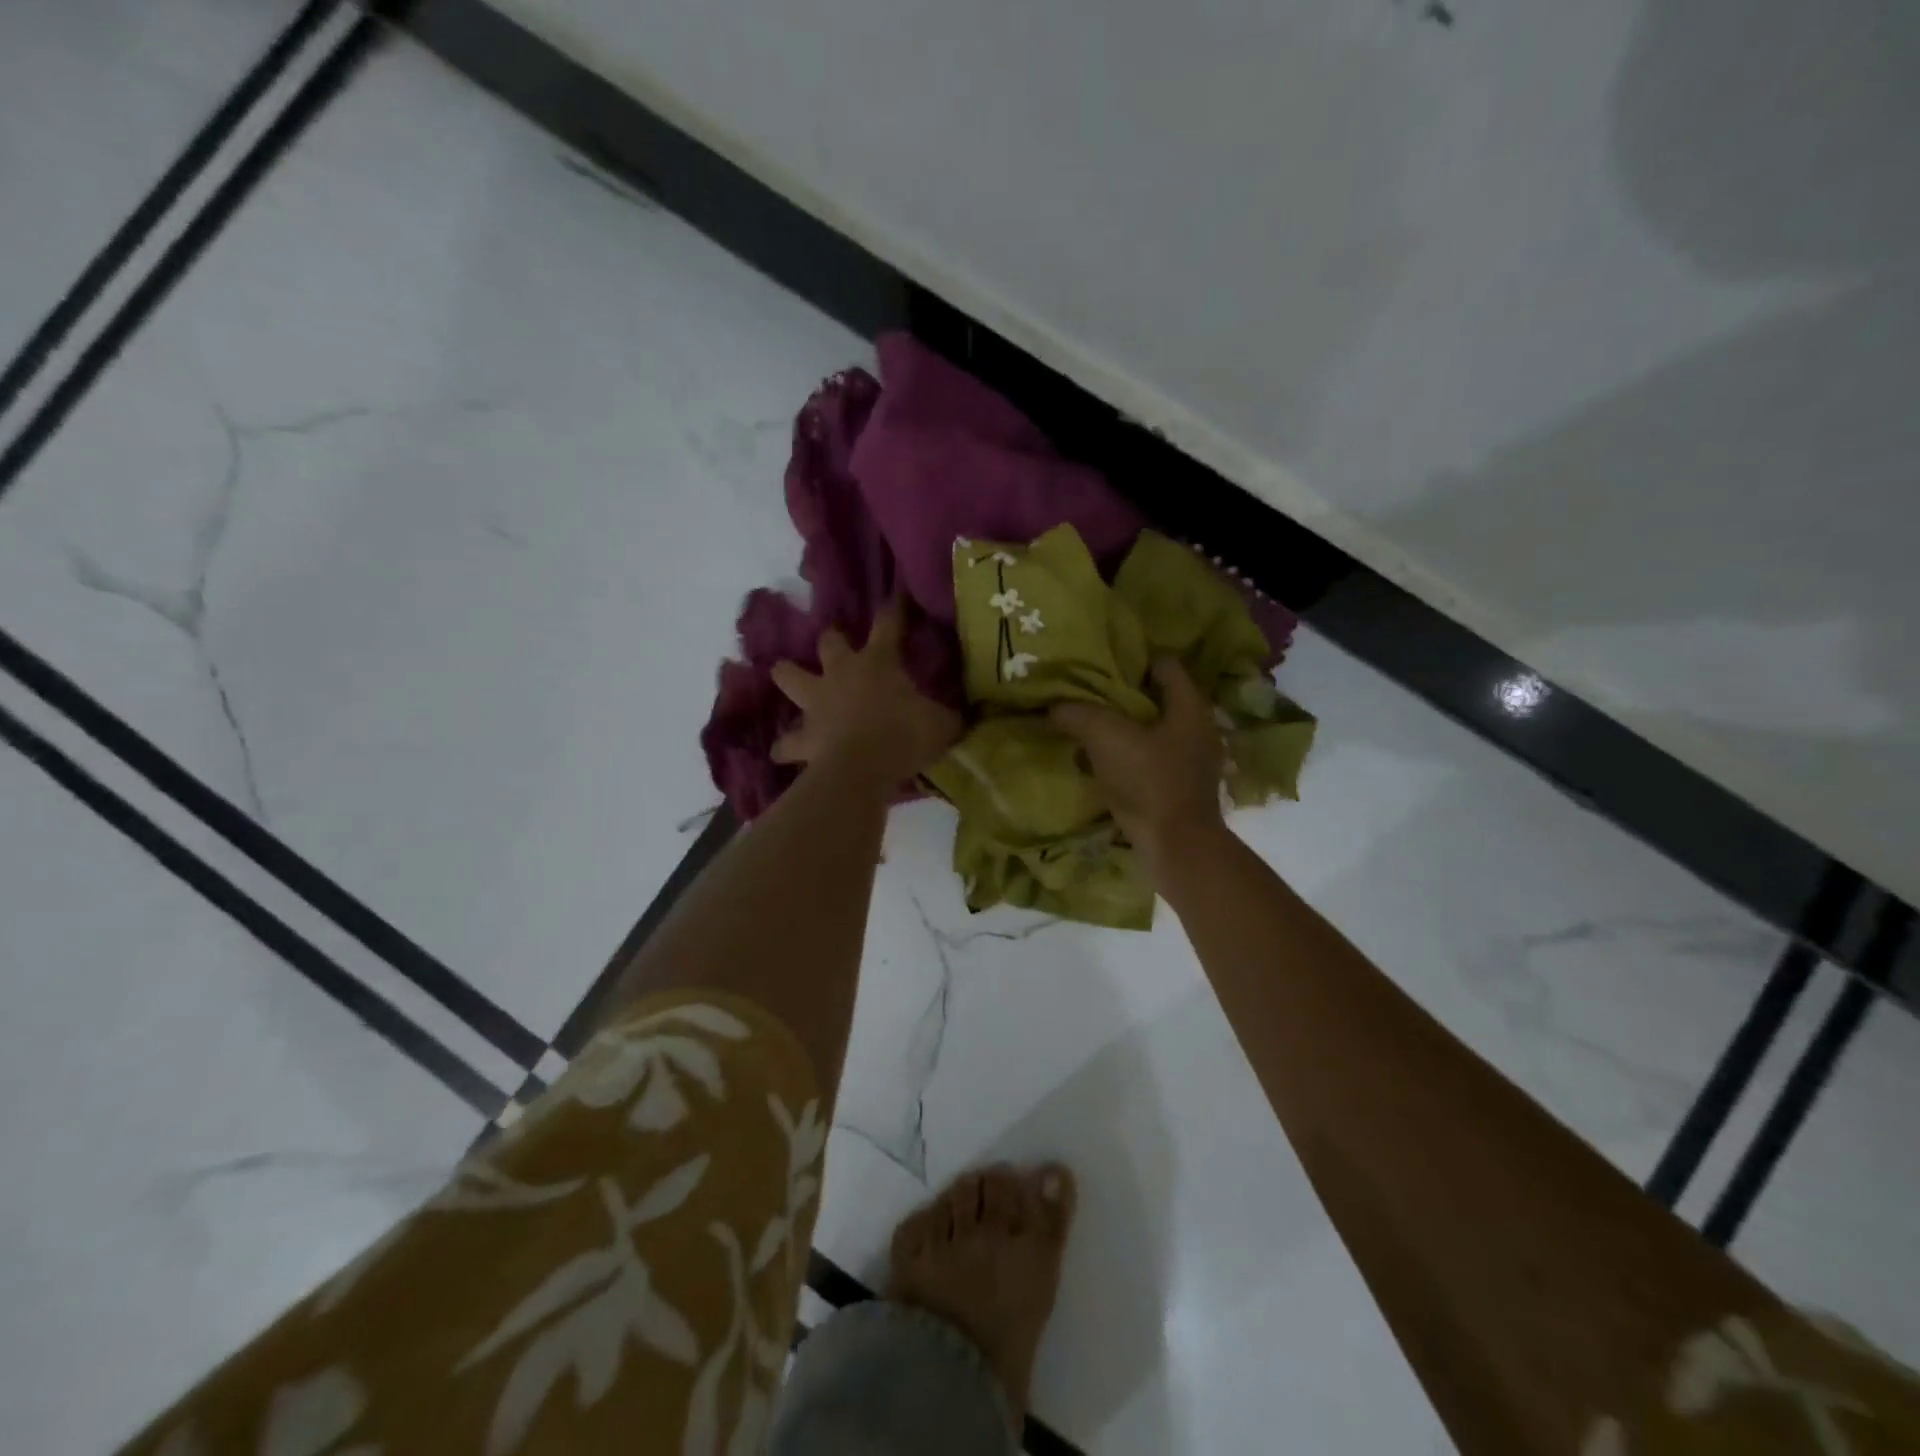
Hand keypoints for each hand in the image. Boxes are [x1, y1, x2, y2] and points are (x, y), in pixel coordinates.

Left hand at [771, 601, 961, 789]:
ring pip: (790, 677)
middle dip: (832, 639)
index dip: (894, 610)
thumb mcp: (942, 724)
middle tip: (835, 641)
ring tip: (783, 673)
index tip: (896, 597)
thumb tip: (966, 713)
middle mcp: (842, 673)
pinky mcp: (803, 737)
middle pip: (829, 642)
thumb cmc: (904, 735)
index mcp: (878, 662)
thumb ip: (949, 715)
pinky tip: (781, 754)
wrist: (862, 768)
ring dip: (787, 675)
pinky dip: (785, 747)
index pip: (888, 625)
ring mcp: (817, 703)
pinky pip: (787, 743)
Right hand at [1050, 658, 1225, 870]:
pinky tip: (1101, 763)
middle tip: (1088, 694)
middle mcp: (1198, 728)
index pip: (1165, 664)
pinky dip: (1128, 757)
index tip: (1101, 663)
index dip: (1133, 659)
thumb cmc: (1149, 782)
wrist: (1178, 848)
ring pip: (1153, 731)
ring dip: (1124, 729)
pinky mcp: (1182, 788)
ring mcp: (1193, 761)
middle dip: (1123, 696)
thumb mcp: (1106, 738)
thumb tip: (1056, 707)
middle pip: (1158, 698)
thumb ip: (1079, 714)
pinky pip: (1151, 760)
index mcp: (1189, 706)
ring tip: (1088, 728)